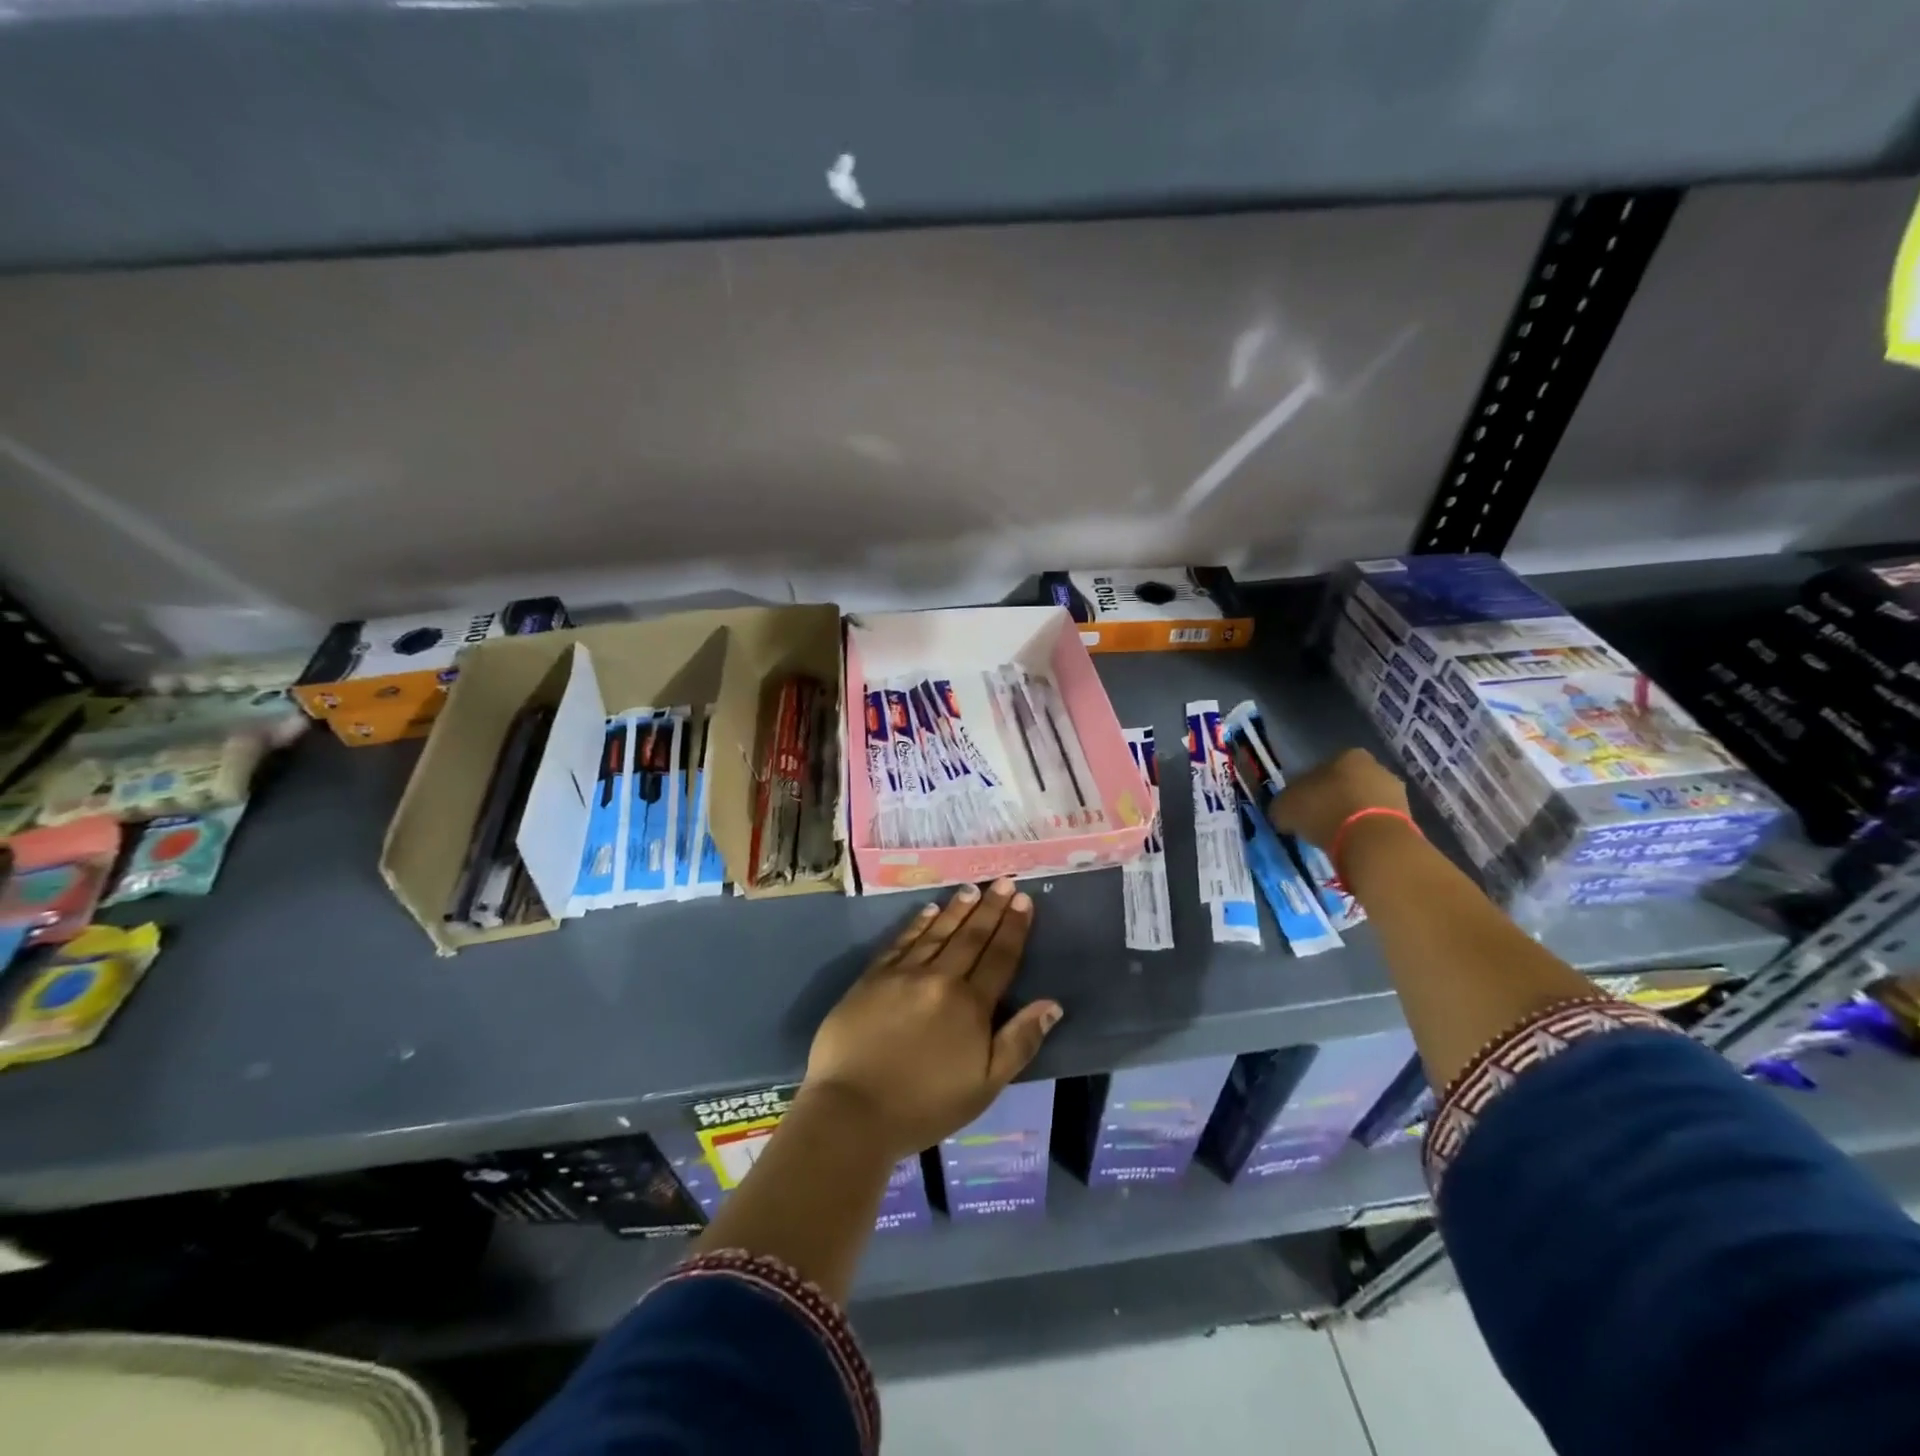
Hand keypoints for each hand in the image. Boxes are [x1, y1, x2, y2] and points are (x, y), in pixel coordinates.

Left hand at [802, 878, 1062, 1162]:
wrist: (853, 1111)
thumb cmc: (925, 1106)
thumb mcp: (985, 1086)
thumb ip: (1020, 1041)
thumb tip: (1052, 1004)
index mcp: (970, 1005)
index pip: (999, 957)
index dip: (1013, 927)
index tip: (1023, 900)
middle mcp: (940, 979)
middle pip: (971, 937)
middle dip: (990, 908)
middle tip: (1003, 881)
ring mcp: (903, 975)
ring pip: (937, 933)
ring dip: (956, 909)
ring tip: (971, 888)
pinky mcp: (872, 978)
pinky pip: (901, 942)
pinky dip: (917, 924)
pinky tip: (927, 911)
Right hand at [1268, 747, 1409, 849]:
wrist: (1373, 842)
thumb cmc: (1325, 812)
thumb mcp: (1285, 807)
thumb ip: (1283, 805)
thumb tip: (1284, 811)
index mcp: (1347, 754)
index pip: (1322, 768)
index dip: (1309, 787)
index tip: (1301, 806)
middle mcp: (1375, 766)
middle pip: (1347, 783)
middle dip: (1334, 799)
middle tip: (1318, 821)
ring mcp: (1396, 792)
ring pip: (1365, 802)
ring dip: (1352, 816)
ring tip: (1335, 837)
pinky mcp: (1408, 818)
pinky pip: (1377, 822)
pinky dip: (1365, 831)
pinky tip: (1353, 845)